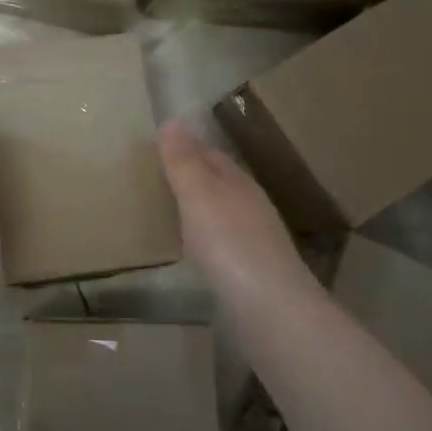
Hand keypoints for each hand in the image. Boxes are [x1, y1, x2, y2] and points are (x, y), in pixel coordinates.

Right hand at [158, 121, 312, 298]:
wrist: (269, 310)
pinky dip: (205, 235)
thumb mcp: (198, 195)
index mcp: (238, 183)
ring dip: (200, 205)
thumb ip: (184, 161)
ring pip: (223, 211)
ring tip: (172, 205)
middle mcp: (250, 206)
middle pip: (220, 181)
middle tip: (162, 169)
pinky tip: (194, 246)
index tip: (163, 139)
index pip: (212, 154)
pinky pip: (222, 241)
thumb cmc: (228, 244)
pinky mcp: (251, 272)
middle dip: (196, 173)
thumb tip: (173, 120)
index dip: (189, 144)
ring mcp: (254, 240)